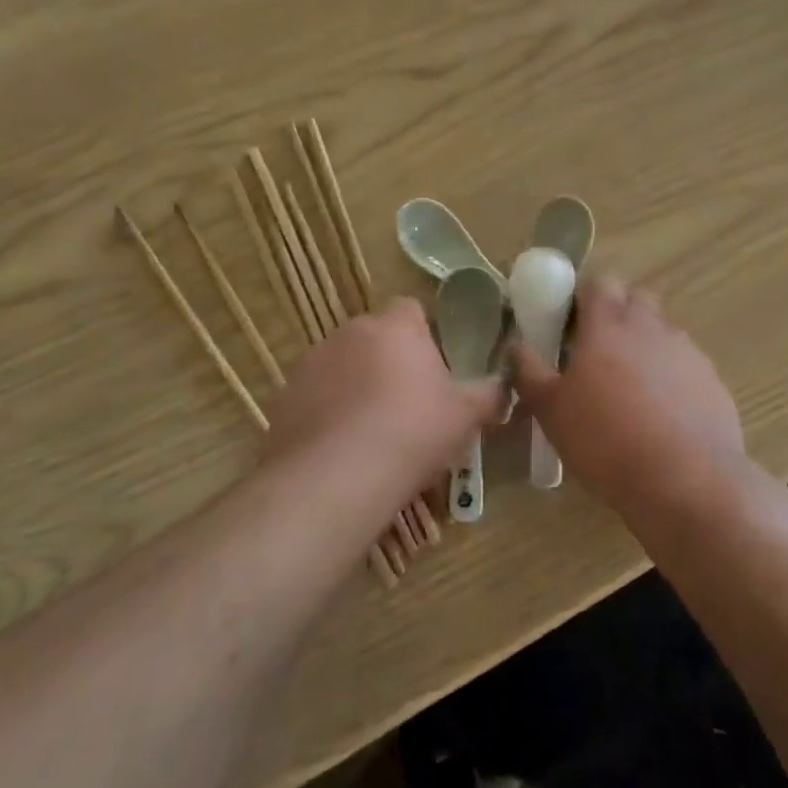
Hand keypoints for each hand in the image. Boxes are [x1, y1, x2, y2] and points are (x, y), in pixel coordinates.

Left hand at [267, 297, 505, 495]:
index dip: (424, 333)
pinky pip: (315, 395)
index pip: (411, 308)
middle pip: (375, 336)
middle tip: (408, 402)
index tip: (434, 366)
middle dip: (389, 360)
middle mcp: (349, 332)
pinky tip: (340, 448)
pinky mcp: (284, 396)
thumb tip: (503, 384)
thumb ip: (489, 394)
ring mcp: (311, 362)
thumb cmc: (411, 434)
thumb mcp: (465, 417)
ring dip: (355, 384)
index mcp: (395, 327)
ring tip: (371, 431)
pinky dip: (327, 411)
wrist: (334, 479)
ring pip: (342, 365)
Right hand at [512, 275, 742, 505]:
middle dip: (616, 314)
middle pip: (635, 298)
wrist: (687, 482)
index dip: (583, 296)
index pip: (599, 281)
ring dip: (644, 345)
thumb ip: (529, 371)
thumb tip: (516, 344)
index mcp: (609, 324)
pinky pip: (685, 364)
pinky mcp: (712, 380)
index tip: (569, 324)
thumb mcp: (551, 411)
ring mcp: (687, 351)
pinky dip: (670, 376)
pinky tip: (661, 414)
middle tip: (596, 352)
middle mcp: (651, 326)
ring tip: (628, 388)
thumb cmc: (606, 440)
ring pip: (662, 331)